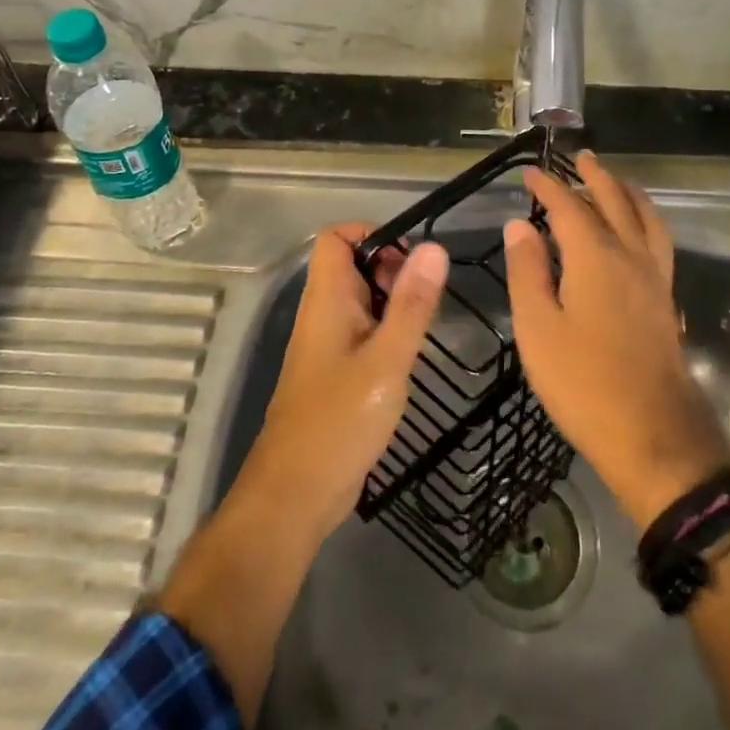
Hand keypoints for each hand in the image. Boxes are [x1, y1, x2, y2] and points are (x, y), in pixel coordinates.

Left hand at [236, 224, 447, 543]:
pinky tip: (408, 357)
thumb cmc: (340, 421)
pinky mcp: (335, 372)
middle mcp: (322, 313)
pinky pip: (362, 331)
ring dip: (393, 302)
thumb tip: (434, 248)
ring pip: (360, 300)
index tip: (411, 259)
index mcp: (326, 300)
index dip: (372, 234)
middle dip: (392, 269)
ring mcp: (326, 344)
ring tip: (422, 327)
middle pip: (352, 265)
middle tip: (423, 299)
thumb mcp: (387, 360)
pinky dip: (386, 331)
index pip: (336, 237)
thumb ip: (412, 304)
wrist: (295, 495)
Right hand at [504, 152, 729, 529]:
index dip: (547, 186)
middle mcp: (630, 257)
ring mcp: (654, 279)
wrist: (653, 436)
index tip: (528, 172)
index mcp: (596, 258)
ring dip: (628, 193)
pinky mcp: (665, 301)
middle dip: (595, 177)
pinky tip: (638, 233)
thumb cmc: (584, 383)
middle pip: (614, 202)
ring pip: (645, 219)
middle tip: (580, 157)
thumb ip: (528, 271)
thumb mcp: (538, 329)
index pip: (568, 207)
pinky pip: (658, 241)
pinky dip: (645, 220)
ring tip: (617, 181)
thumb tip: (519, 224)